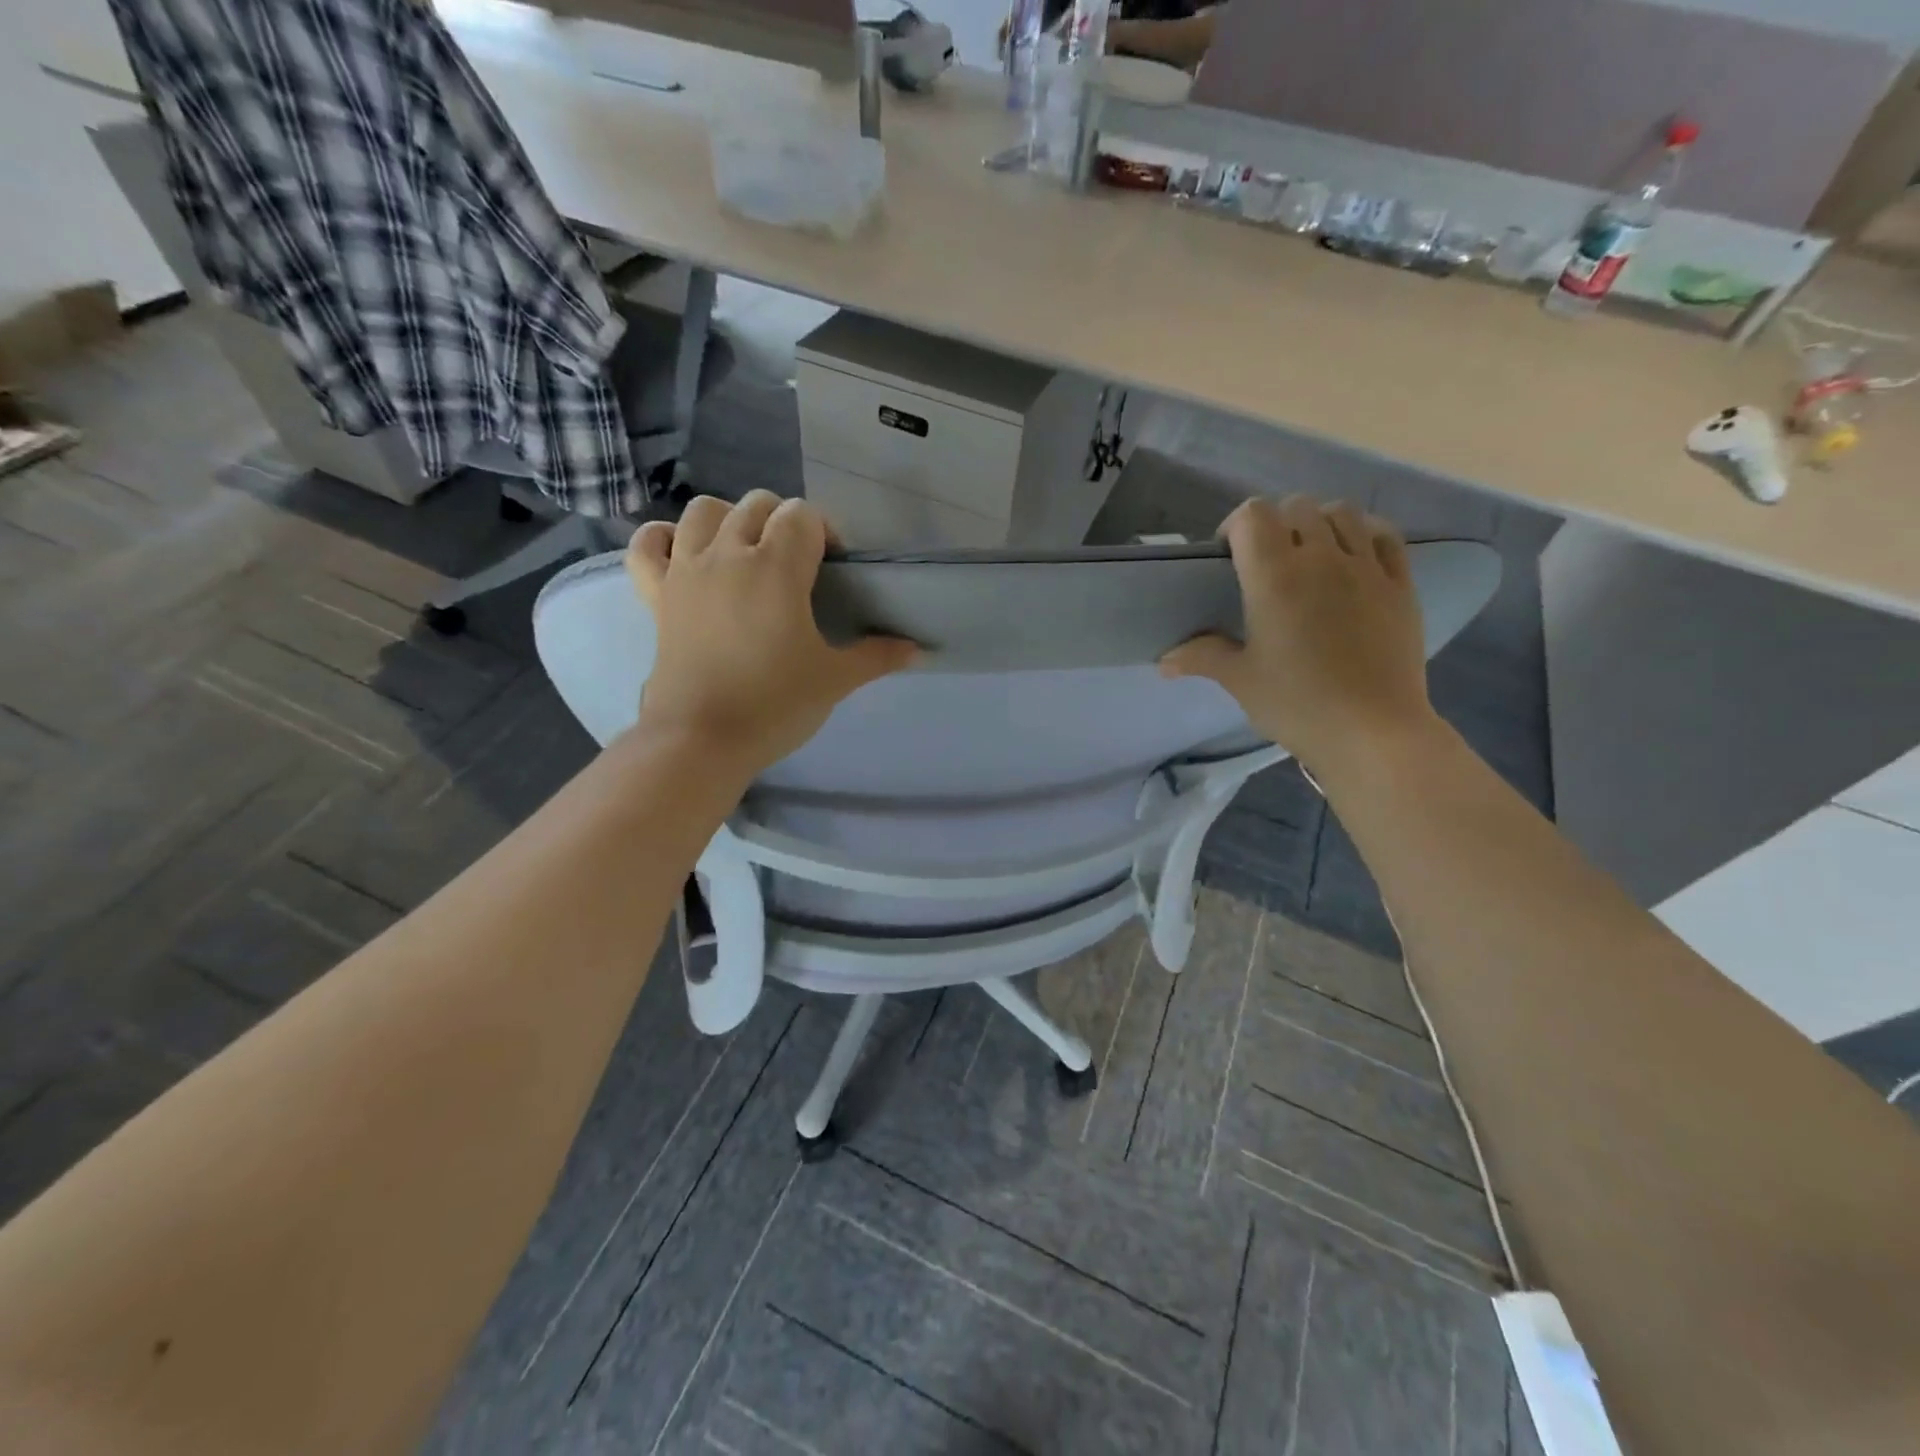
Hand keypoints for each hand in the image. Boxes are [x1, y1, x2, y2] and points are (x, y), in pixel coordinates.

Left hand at [626, 492, 917, 774]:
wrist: (701, 740)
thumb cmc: (774, 705)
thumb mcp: (835, 680)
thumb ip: (877, 656)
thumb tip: (918, 650)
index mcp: (776, 566)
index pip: (803, 516)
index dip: (824, 533)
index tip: (833, 569)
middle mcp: (728, 553)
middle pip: (757, 505)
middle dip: (783, 523)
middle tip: (798, 566)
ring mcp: (685, 570)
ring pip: (703, 511)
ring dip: (729, 520)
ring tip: (745, 553)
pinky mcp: (656, 594)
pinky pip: (647, 545)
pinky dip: (663, 538)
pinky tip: (684, 553)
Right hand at [1161, 496, 1438, 781]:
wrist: (1372, 731)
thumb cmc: (1297, 704)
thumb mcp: (1240, 680)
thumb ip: (1202, 657)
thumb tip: (1164, 662)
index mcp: (1275, 576)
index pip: (1253, 515)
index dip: (1236, 526)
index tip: (1229, 557)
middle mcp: (1322, 557)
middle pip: (1297, 507)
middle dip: (1276, 524)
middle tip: (1267, 562)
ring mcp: (1367, 567)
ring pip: (1343, 513)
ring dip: (1320, 523)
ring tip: (1311, 555)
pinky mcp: (1401, 584)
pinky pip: (1384, 535)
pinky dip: (1364, 535)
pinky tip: (1354, 558)